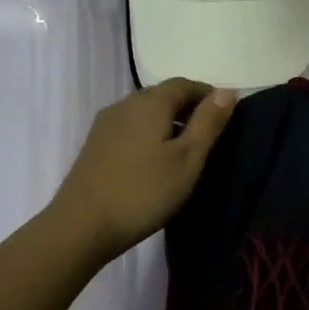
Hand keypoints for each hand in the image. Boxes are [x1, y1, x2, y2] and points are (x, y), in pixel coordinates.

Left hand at [49, 79, 235, 262]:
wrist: (82, 225)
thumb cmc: (144, 192)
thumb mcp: (187, 159)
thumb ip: (208, 123)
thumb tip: (227, 91)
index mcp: (150, 102)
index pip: (184, 84)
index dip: (207, 95)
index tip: (225, 115)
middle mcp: (125, 103)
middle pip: (162, 95)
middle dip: (187, 108)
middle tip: (208, 135)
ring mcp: (105, 123)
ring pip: (144, 112)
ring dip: (167, 122)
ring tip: (183, 151)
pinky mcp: (94, 144)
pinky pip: (129, 127)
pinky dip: (148, 134)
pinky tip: (153, 160)